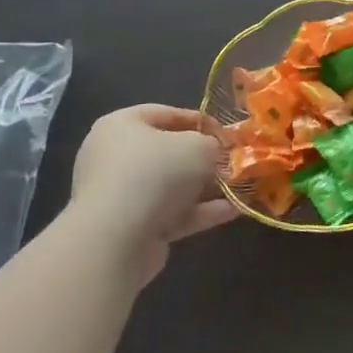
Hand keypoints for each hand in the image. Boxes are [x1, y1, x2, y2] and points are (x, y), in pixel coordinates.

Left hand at [71, 105, 235, 283]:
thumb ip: (213, 144)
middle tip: (232, 162)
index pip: (165, 114)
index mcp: (121, 126)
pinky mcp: (129, 228)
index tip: (226, 133)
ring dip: (204, 188)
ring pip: (170, 186)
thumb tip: (216, 153)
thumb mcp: (199, 146)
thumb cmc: (156, 172)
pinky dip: (199, 212)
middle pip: (167, 153)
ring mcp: (119, 195)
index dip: (200, 120)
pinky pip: (170, 214)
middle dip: (203, 159)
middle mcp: (114, 157)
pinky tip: (231, 212)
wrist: (117, 239)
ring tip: (238, 188)